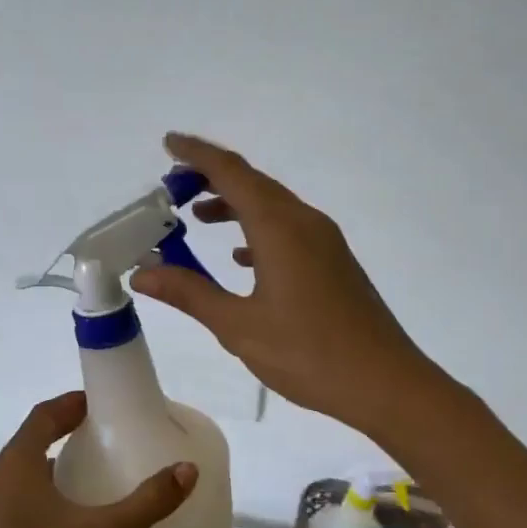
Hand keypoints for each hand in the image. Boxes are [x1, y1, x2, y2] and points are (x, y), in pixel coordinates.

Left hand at [0, 392, 196, 527]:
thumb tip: (188, 470)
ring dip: (58, 461)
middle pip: (32, 440)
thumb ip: (148, 501)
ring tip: (99, 466)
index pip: (42, 417)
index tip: (101, 402)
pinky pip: (25, 496)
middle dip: (66, 429)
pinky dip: (51, 489)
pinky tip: (81, 511)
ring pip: (28, 471)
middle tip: (108, 431)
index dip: (70, 404)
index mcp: (15, 469)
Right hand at [131, 133, 441, 435]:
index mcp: (280, 229)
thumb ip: (190, 293)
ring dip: (234, 204)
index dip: (197, 154)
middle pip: (253, 183)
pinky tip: (240, 257)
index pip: (232, 173)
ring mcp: (324, 242)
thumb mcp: (239, 326)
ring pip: (272, 206)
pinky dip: (256, 230)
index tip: (168, 143)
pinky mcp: (333, 262)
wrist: (385, 384)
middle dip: (211, 178)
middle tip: (172, 188)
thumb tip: (141, 274)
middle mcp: (304, 223)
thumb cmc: (309, 354)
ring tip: (197, 219)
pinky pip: (287, 229)